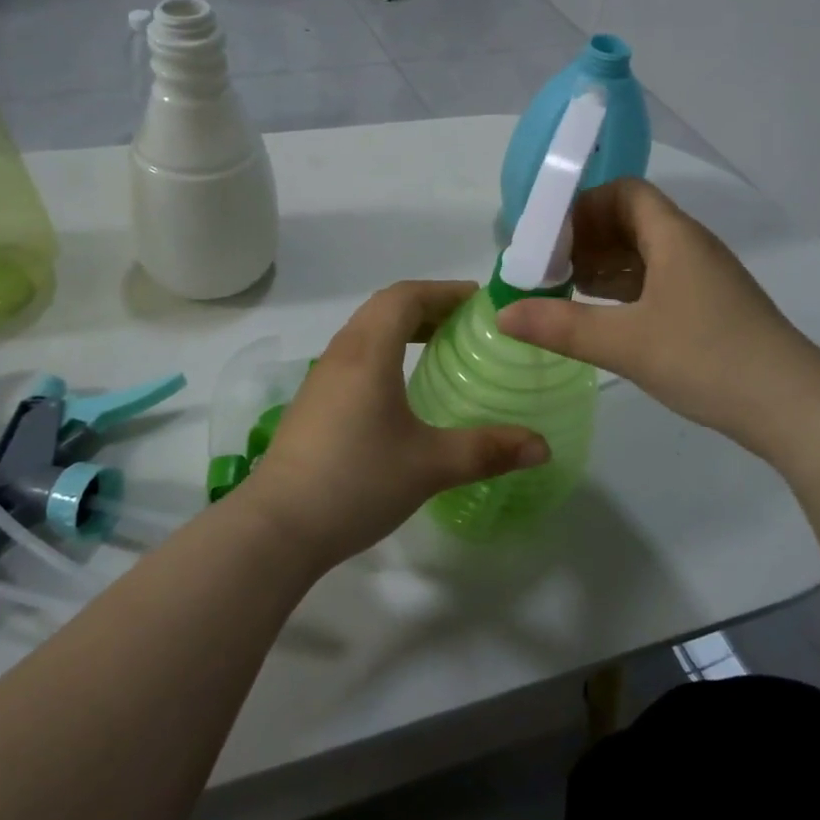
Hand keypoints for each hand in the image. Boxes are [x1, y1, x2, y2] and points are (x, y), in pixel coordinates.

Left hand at [242, 281, 550, 568]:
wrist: (277, 527)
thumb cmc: (357, 482)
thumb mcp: (430, 466)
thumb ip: (488, 451)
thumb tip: (542, 447)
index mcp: (368, 353)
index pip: (405, 296)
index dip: (444, 291)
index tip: (479, 302)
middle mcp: (342, 353)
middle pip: (384, 307)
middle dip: (427, 306)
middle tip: (466, 324)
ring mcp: (321, 378)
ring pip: (365, 331)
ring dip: (402, 327)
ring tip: (438, 349)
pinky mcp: (312, 402)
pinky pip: (353, 356)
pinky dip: (384, 351)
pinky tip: (400, 388)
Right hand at [496, 178, 807, 443]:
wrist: (794, 407)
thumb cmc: (708, 359)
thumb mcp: (625, 343)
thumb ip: (560, 326)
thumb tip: (503, 313)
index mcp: (674, 237)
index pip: (624, 192)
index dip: (583, 205)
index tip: (548, 236)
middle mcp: (690, 247)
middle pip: (631, 220)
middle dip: (586, 238)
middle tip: (547, 266)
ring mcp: (703, 279)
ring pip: (644, 253)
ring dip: (604, 265)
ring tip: (564, 290)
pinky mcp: (709, 308)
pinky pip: (657, 281)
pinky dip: (625, 289)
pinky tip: (602, 315)